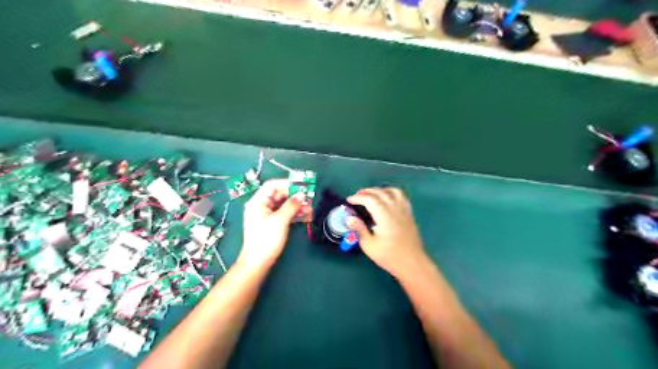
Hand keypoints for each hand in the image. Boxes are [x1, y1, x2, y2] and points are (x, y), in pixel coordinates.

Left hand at [239, 178, 311, 269]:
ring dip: (296, 205)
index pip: (272, 185)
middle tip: (308, 197)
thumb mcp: (280, 220)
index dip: (287, 183)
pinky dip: (293, 213)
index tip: (301, 186)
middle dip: (294, 195)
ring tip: (310, 208)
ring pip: (283, 204)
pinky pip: (283, 213)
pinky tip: (305, 214)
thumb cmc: (267, 239)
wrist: (258, 262)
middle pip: (279, 194)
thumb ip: (291, 205)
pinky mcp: (271, 223)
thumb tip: (301, 194)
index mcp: (258, 202)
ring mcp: (266, 215)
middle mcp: (261, 206)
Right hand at [350, 187, 426, 276]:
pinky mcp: (409, 214)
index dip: (358, 198)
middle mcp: (395, 209)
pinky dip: (391, 193)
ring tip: (371, 195)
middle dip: (367, 191)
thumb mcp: (369, 246)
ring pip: (392, 191)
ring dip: (380, 190)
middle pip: (380, 193)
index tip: (349, 200)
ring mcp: (404, 210)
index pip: (370, 200)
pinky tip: (387, 199)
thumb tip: (350, 218)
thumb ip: (359, 229)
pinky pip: (401, 197)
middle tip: (356, 196)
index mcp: (385, 216)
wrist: (412, 263)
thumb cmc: (389, 256)